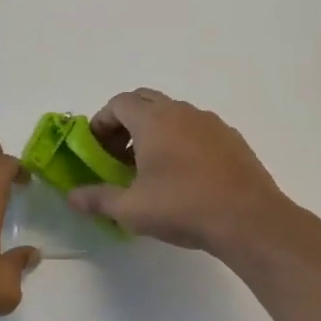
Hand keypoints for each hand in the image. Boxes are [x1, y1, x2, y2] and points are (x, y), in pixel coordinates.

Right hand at [66, 90, 288, 254]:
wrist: (248, 219)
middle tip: (118, 155)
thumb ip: (98, 199)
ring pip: (173, 114)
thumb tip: (72, 196)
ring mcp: (210, 123)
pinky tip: (185, 175)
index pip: (118, 103)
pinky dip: (181, 141)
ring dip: (154, 131)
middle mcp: (181, 112)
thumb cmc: (183, 208)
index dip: (101, 122)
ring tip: (150, 168)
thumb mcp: (131, 210)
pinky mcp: (231, 139)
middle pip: (144, 101)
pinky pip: (197, 129)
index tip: (96, 149)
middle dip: (125, 123)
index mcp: (153, 120)